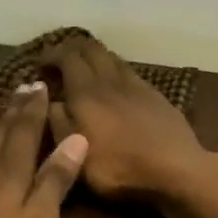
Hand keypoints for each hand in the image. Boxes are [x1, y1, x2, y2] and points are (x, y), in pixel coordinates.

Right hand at [40, 36, 212, 201]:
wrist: (176, 169)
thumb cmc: (120, 169)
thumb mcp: (78, 156)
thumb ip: (59, 124)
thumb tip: (50, 100)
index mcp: (86, 93)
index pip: (66, 57)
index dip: (51, 54)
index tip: (40, 64)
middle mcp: (110, 80)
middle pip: (91, 48)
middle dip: (72, 49)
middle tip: (61, 62)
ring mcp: (137, 85)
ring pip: (112, 57)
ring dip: (96, 58)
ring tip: (87, 72)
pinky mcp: (157, 96)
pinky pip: (130, 72)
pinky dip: (116, 71)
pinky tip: (117, 87)